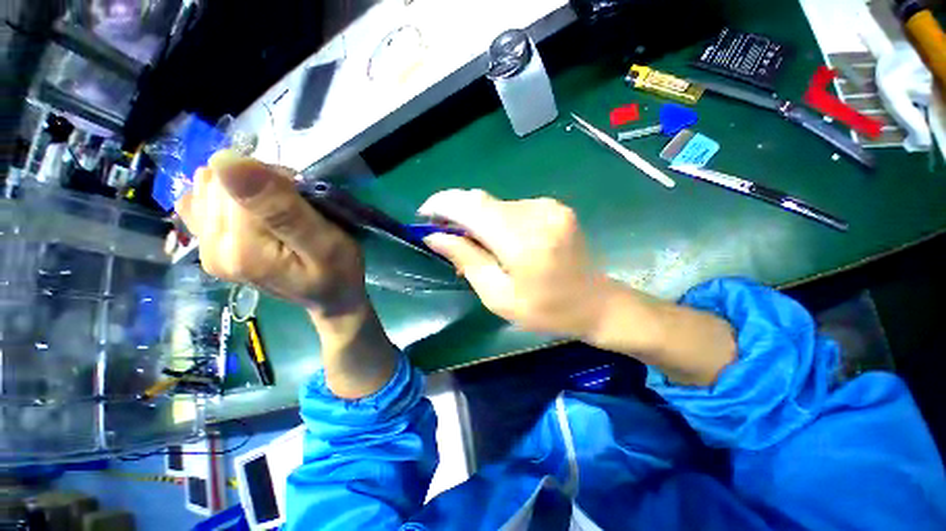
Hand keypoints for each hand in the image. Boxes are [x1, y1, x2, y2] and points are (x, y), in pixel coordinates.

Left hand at [175, 150, 365, 315]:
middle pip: (216, 184)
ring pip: (208, 188)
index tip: (302, 199)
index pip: (234, 183)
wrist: (331, 298)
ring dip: (246, 189)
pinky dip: (230, 199)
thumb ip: (281, 209)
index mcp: (239, 250)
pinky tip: (252, 215)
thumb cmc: (338, 272)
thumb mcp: (325, 243)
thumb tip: (225, 161)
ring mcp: (204, 250)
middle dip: (258, 184)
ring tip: (277, 212)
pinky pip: (201, 202)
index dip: (273, 180)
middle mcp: (209, 250)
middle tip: (294, 207)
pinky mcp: (207, 248)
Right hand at [419, 189, 734, 384]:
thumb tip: (435, 237)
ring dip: (478, 219)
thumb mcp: (499, 296)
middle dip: (457, 213)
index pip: (471, 207)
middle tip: (445, 234)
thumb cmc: (546, 310)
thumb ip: (467, 260)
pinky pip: (512, 208)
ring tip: (475, 244)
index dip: (442, 205)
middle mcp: (536, 213)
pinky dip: (497, 220)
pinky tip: (499, 240)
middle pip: (481, 201)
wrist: (596, 303)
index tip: (424, 215)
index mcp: (522, 241)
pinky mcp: (554, 206)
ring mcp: (548, 206)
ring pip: (496, 204)